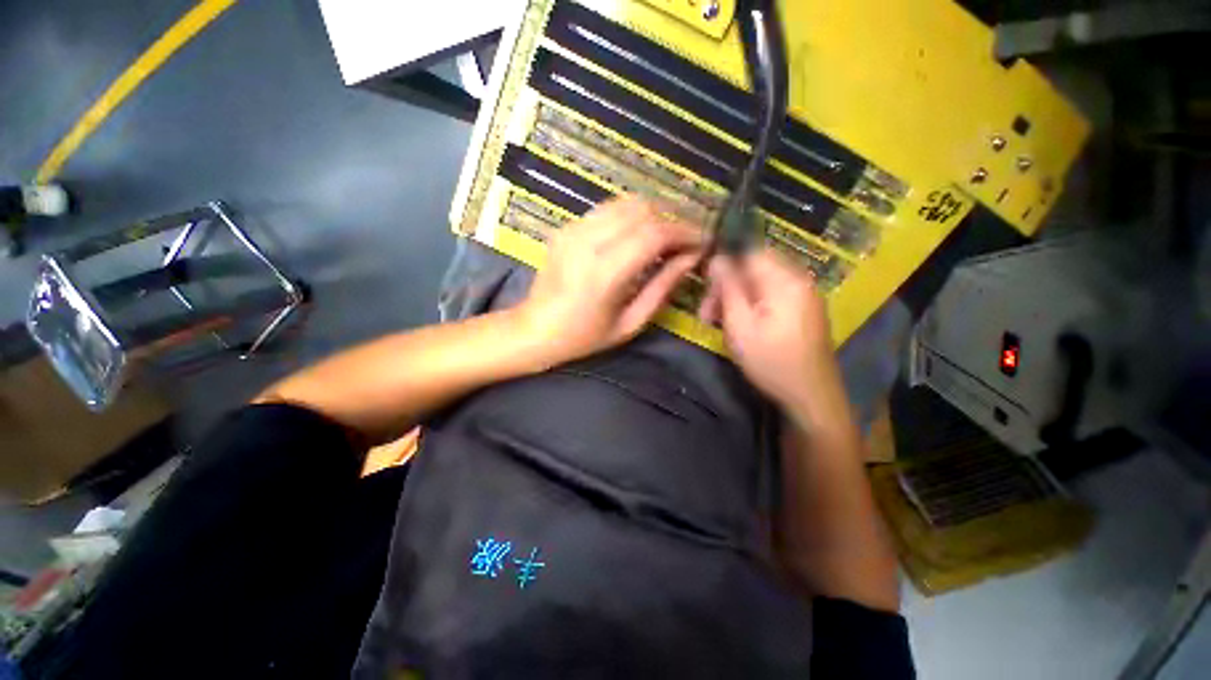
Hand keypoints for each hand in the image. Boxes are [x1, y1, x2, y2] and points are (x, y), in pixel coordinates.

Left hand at [518, 196, 702, 364]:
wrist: (534, 330)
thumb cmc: (585, 337)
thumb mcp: (630, 322)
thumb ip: (662, 287)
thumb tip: (691, 258)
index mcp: (603, 273)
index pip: (654, 234)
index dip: (684, 232)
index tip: (703, 241)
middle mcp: (587, 242)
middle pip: (643, 210)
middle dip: (673, 221)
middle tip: (686, 242)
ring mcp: (573, 229)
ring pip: (627, 203)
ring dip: (654, 215)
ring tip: (666, 238)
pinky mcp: (567, 226)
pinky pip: (609, 208)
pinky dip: (632, 216)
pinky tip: (638, 235)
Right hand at [699, 248, 834, 408]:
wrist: (811, 396)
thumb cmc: (770, 361)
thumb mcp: (740, 325)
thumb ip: (728, 288)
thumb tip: (716, 258)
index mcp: (785, 280)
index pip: (748, 253)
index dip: (723, 267)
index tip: (707, 292)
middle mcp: (800, 280)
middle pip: (755, 268)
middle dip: (728, 287)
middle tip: (708, 314)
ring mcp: (806, 295)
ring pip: (762, 283)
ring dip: (738, 297)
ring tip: (721, 322)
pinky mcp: (806, 310)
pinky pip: (773, 295)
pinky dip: (753, 305)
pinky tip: (743, 325)